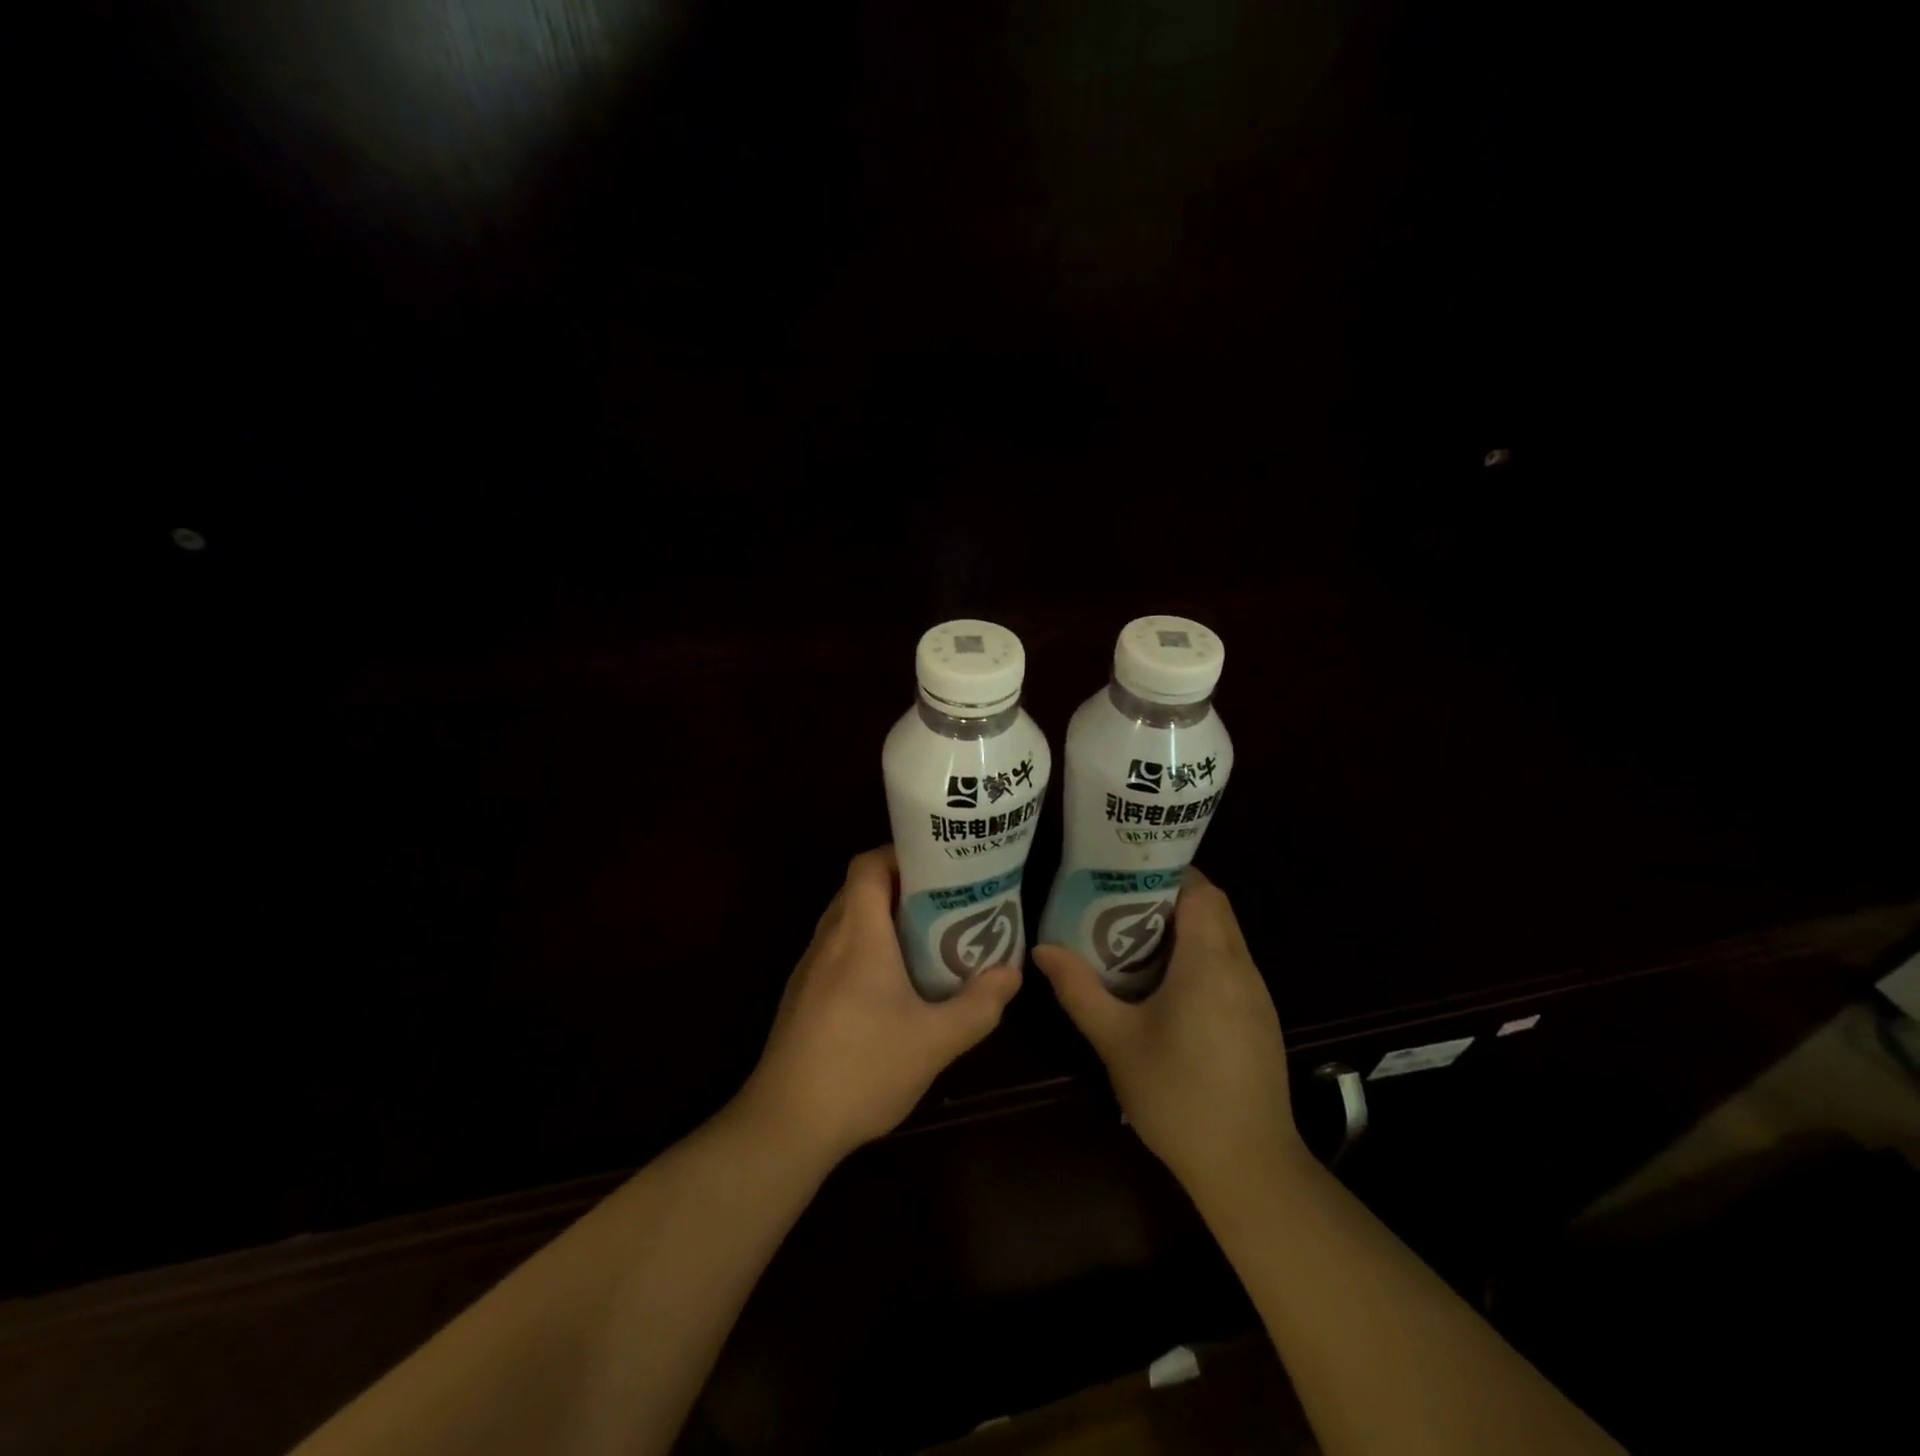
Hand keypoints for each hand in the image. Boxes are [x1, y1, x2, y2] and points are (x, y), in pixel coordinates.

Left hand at [739, 846, 1021, 1163]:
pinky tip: (891, 985)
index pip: (868, 865)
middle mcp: (828, 940)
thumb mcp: (935, 1041)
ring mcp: (809, 968)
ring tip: (926, 938)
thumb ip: (979, 1005)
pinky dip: (864, 948)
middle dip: (901, 886)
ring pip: (846, 920)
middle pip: (859, 888)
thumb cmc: (863, 1069)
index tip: (939, 866)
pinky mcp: (802, 996)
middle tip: (944, 901)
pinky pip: (836, 950)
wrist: (786, 1124)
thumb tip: (1012, 973)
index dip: (900, 854)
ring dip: (882, 919)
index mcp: (858, 934)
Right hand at [1033, 867, 1303, 1193]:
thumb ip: (1078, 990)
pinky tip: (1167, 985)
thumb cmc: (1177, 1097)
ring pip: (1224, 936)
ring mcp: (1257, 995)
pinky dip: (1201, 957)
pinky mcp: (1260, 1019)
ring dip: (1186, 928)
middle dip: (1169, 898)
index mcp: (1209, 962)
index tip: (1126, 875)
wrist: (1248, 1168)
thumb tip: (1041, 950)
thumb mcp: (1116, 1041)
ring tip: (1135, 938)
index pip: (1201, 890)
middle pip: (1213, 908)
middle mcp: (1241, 968)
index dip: (1166, 873)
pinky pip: (1231, 965)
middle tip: (1119, 904)